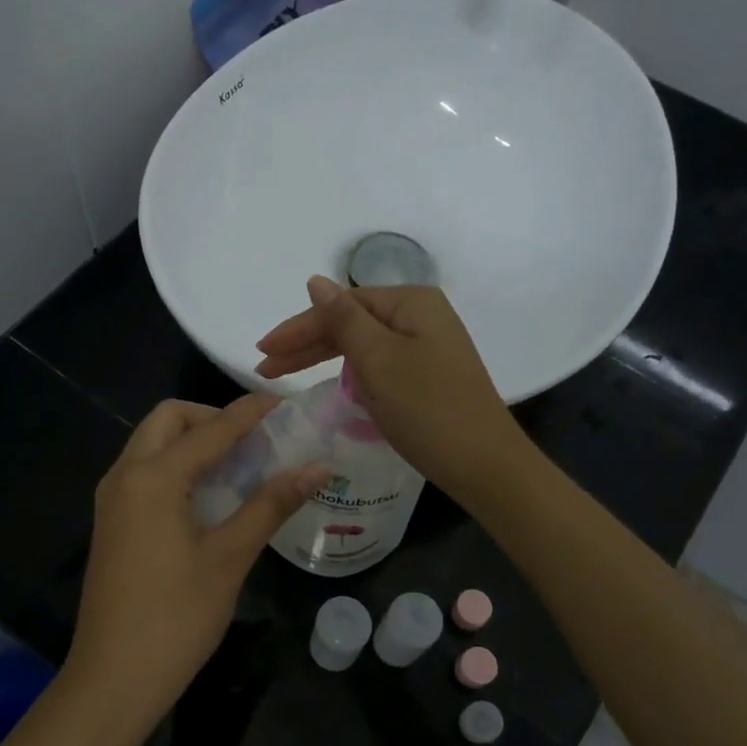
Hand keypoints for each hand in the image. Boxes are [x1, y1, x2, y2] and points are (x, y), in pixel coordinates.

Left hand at [67, 395, 326, 735]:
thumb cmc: (176, 617)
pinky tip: (210, 496)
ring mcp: (112, 500)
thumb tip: (319, 467)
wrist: (113, 679)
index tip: (286, 405)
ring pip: (152, 445)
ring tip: (240, 465)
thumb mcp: (230, 557)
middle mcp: (125, 475)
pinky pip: (145, 473)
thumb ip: (272, 504)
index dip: (250, 412)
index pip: (211, 428)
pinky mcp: (112, 523)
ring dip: (193, 442)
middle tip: (255, 442)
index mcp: (153, 477)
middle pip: (168, 420)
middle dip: (212, 419)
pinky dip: (177, 467)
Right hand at [254, 277, 531, 506]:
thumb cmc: (427, 408)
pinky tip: (333, 384)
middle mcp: (422, 316)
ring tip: (285, 375)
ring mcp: (428, 347)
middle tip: (265, 366)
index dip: (299, 328)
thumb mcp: (378, 360)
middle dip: (306, 343)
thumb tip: (315, 281)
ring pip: (363, 345)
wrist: (484, 464)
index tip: (262, 351)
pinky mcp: (429, 376)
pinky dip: (351, 374)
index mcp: (411, 302)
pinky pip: (379, 365)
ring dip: (324, 358)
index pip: (341, 305)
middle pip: (351, 322)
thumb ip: (343, 319)